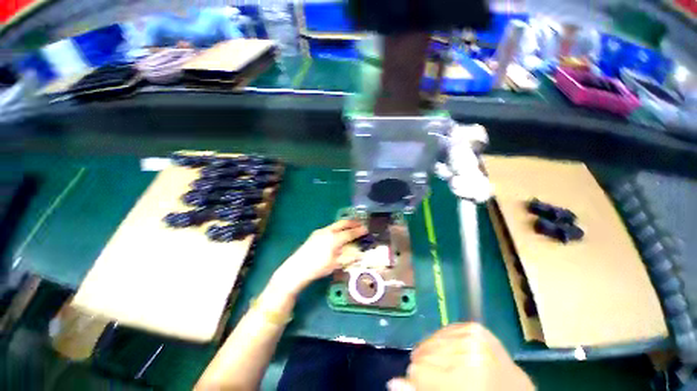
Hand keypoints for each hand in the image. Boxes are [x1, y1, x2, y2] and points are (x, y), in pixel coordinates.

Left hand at [271, 220, 367, 295]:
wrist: (297, 268)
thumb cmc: (318, 268)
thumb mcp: (335, 264)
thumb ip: (347, 257)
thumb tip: (359, 254)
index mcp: (334, 239)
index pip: (350, 233)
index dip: (359, 231)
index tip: (366, 229)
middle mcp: (328, 231)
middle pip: (343, 223)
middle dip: (352, 222)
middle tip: (360, 223)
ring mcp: (320, 231)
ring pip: (335, 224)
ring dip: (344, 224)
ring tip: (350, 226)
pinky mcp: (315, 234)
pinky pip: (330, 228)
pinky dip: (337, 228)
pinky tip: (338, 232)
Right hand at [388, 323, 533, 390]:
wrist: (514, 390)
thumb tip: (393, 382)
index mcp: (468, 378)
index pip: (418, 370)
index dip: (419, 381)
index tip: (429, 386)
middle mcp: (470, 350)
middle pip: (424, 353)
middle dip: (427, 368)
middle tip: (443, 380)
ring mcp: (473, 334)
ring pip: (430, 340)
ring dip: (434, 355)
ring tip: (450, 368)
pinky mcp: (474, 327)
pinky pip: (442, 331)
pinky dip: (442, 344)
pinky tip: (453, 354)